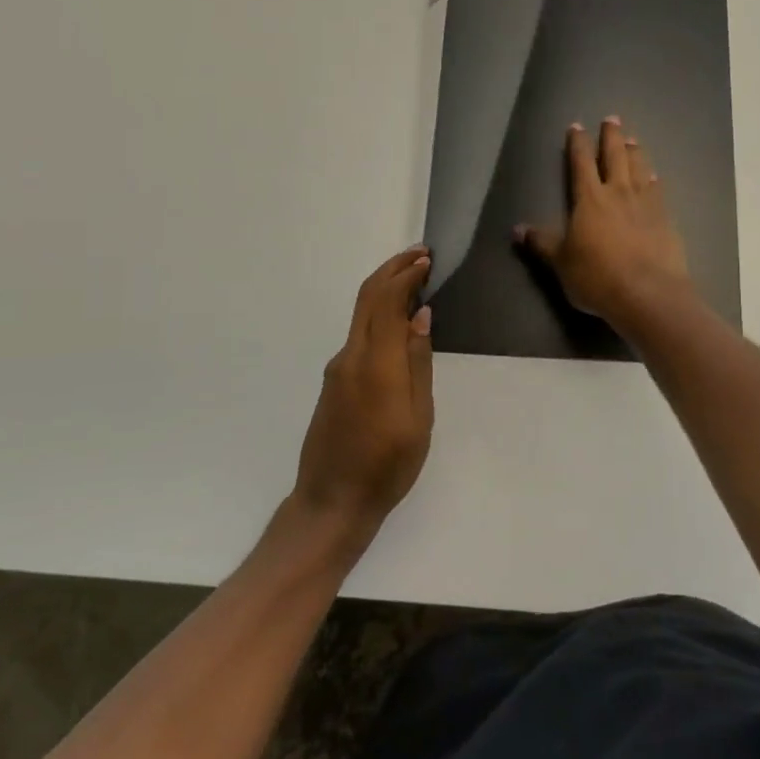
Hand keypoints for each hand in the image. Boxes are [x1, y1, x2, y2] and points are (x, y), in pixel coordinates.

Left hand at [293, 246, 433, 534]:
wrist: (332, 503)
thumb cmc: (386, 465)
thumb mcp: (418, 417)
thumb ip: (418, 362)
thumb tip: (420, 315)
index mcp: (375, 363)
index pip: (387, 300)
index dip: (406, 275)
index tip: (428, 259)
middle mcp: (351, 356)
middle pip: (367, 298)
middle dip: (392, 269)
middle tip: (420, 255)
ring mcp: (338, 369)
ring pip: (361, 314)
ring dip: (384, 289)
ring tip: (414, 280)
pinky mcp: (334, 382)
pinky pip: (359, 334)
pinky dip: (378, 313)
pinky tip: (397, 321)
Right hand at [515, 118, 695, 333]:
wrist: (648, 294)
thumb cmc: (597, 277)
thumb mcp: (561, 263)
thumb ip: (542, 243)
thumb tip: (518, 229)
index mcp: (589, 199)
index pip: (581, 163)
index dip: (578, 144)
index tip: (576, 127)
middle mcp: (618, 193)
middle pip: (615, 156)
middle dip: (611, 136)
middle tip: (612, 118)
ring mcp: (646, 204)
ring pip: (639, 168)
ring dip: (635, 152)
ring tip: (633, 139)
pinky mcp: (666, 219)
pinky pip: (658, 191)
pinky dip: (654, 180)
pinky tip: (654, 177)